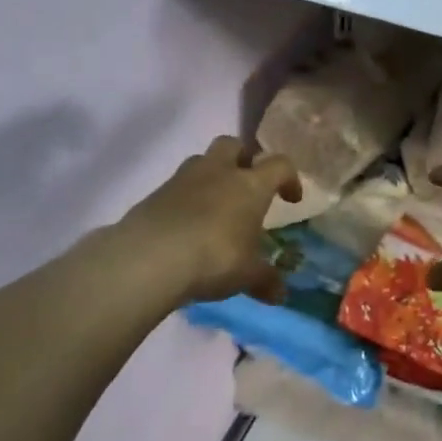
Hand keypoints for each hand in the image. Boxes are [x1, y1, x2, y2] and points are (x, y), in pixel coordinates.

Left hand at [119, 137, 300, 305]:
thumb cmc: (214, 258)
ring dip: (212, 176)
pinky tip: (187, 227)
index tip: (290, 199)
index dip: (289, 178)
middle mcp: (218, 172)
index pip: (279, 165)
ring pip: (201, 161)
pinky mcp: (154, 194)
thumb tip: (280, 295)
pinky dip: (186, 199)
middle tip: (247, 186)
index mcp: (250, 185)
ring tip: (215, 207)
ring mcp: (182, 179)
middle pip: (233, 144)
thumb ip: (265, 280)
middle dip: (243, 159)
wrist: (150, 258)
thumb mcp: (247, 275)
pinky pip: (176, 187)